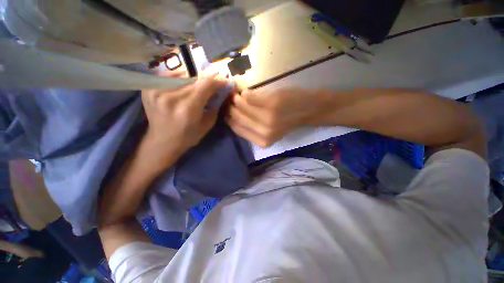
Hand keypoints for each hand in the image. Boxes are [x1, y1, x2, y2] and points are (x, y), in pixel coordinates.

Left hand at [142, 77, 227, 158]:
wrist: (163, 142)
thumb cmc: (188, 136)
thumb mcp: (207, 124)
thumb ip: (215, 106)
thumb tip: (220, 90)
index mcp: (188, 108)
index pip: (205, 84)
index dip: (216, 81)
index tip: (223, 81)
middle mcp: (171, 97)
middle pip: (194, 78)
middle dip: (206, 80)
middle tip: (212, 85)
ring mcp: (156, 91)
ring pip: (181, 75)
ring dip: (192, 79)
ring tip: (196, 87)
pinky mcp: (148, 89)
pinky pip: (168, 76)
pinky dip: (178, 79)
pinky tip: (182, 86)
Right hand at [226, 88, 324, 147]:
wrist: (310, 110)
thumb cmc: (289, 120)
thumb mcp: (270, 131)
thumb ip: (252, 128)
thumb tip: (232, 116)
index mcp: (262, 141)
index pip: (237, 129)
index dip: (229, 119)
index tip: (225, 110)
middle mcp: (263, 132)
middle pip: (237, 118)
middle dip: (230, 108)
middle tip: (228, 100)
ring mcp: (267, 118)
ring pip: (241, 106)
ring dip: (236, 99)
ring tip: (236, 95)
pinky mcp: (271, 104)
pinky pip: (249, 97)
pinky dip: (246, 93)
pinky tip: (246, 92)